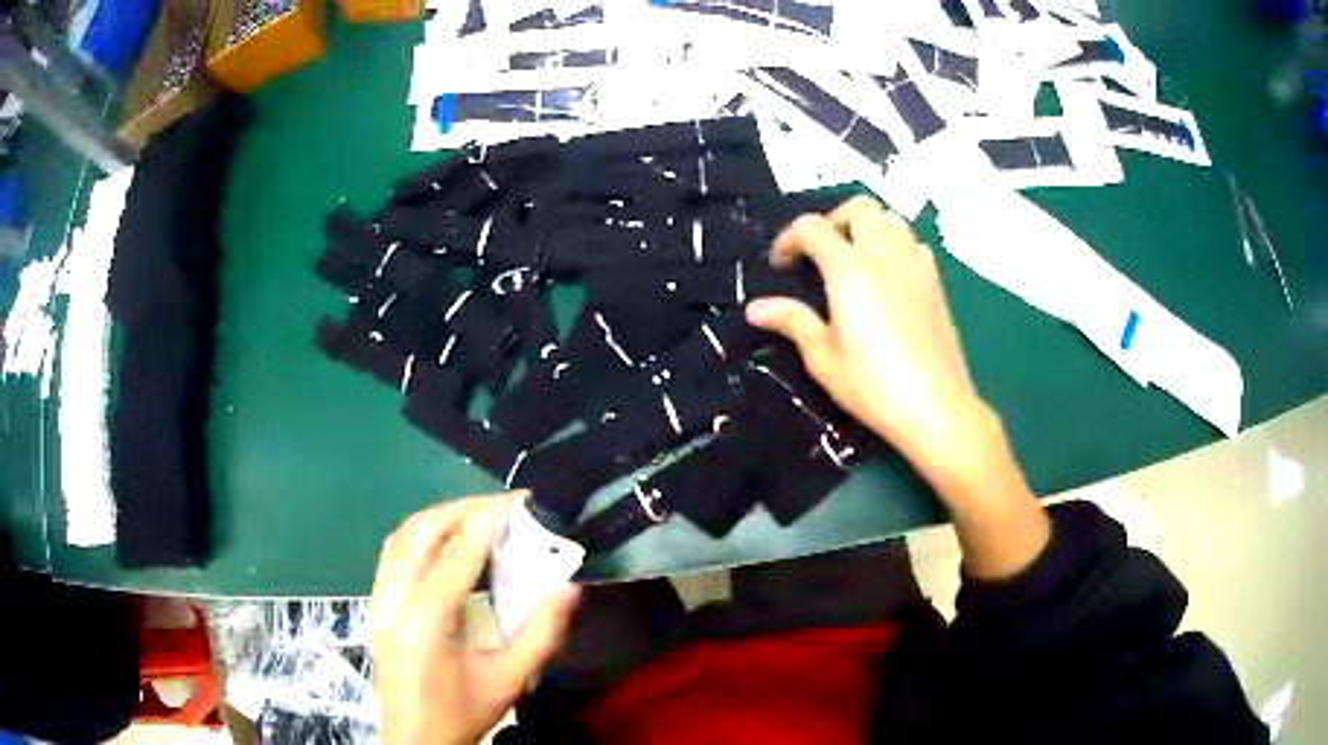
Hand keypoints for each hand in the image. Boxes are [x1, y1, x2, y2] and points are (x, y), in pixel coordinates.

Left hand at [371, 493, 579, 744]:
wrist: (415, 740)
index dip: (491, 517)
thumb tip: (570, 587)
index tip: (520, 499)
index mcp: (428, 617)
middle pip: (423, 531)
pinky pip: (392, 554)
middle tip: (502, 506)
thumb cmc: (462, 713)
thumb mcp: (509, 680)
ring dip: (438, 518)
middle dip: (463, 509)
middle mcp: (396, 598)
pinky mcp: (375, 606)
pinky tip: (441, 542)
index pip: (460, 550)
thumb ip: (541, 633)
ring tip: (476, 516)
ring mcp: (379, 599)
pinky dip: (418, 535)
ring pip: (402, 537)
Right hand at [748, 197, 1049, 578]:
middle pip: (858, 208)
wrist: (936, 407)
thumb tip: (755, 308)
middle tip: (819, 253)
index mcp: (849, 268)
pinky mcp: (936, 282)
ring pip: (890, 219)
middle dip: (832, 220)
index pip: (813, 227)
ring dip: (866, 228)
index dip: (789, 238)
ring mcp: (915, 265)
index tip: (780, 265)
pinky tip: (889, 276)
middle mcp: (884, 254)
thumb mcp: (823, 357)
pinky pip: (913, 243)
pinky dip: (895, 245)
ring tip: (853, 259)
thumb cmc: (873, 385)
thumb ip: (792, 321)